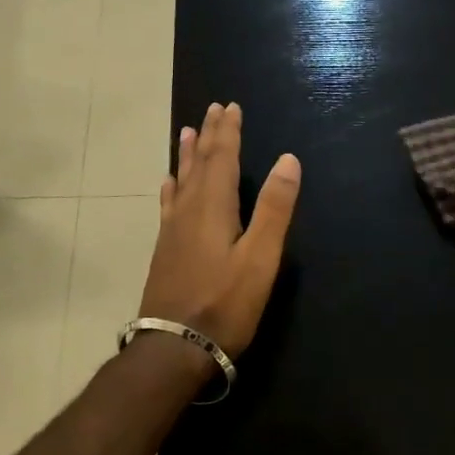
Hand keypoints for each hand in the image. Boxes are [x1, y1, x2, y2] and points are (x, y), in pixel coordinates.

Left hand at [141, 102, 301, 357]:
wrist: (174, 348)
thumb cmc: (225, 303)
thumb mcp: (260, 257)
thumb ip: (274, 208)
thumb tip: (289, 159)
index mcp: (213, 207)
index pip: (223, 157)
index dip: (228, 131)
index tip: (230, 105)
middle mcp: (189, 210)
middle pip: (200, 163)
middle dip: (209, 135)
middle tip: (212, 108)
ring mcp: (173, 230)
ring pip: (181, 180)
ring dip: (188, 155)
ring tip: (187, 132)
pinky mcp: (165, 249)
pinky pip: (169, 203)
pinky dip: (172, 186)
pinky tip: (169, 184)